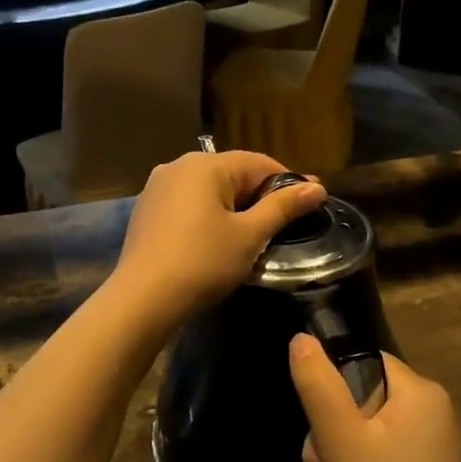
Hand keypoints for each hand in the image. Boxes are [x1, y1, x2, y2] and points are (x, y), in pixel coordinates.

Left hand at [111, 151, 326, 325]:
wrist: (143, 298)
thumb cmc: (203, 262)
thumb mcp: (249, 235)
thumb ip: (283, 207)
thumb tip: (317, 187)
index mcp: (205, 165)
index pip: (259, 163)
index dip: (288, 182)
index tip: (312, 201)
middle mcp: (178, 165)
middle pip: (232, 173)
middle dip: (261, 194)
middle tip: (287, 221)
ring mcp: (157, 187)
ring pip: (209, 190)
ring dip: (235, 206)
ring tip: (256, 232)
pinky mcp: (147, 210)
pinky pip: (188, 204)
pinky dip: (209, 215)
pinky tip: (218, 238)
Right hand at [290, 337, 460, 461]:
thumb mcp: (339, 441)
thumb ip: (318, 386)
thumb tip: (301, 339)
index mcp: (420, 394)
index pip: (363, 364)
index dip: (332, 392)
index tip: (322, 432)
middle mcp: (431, 415)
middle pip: (357, 406)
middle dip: (328, 445)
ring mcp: (429, 451)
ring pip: (360, 442)